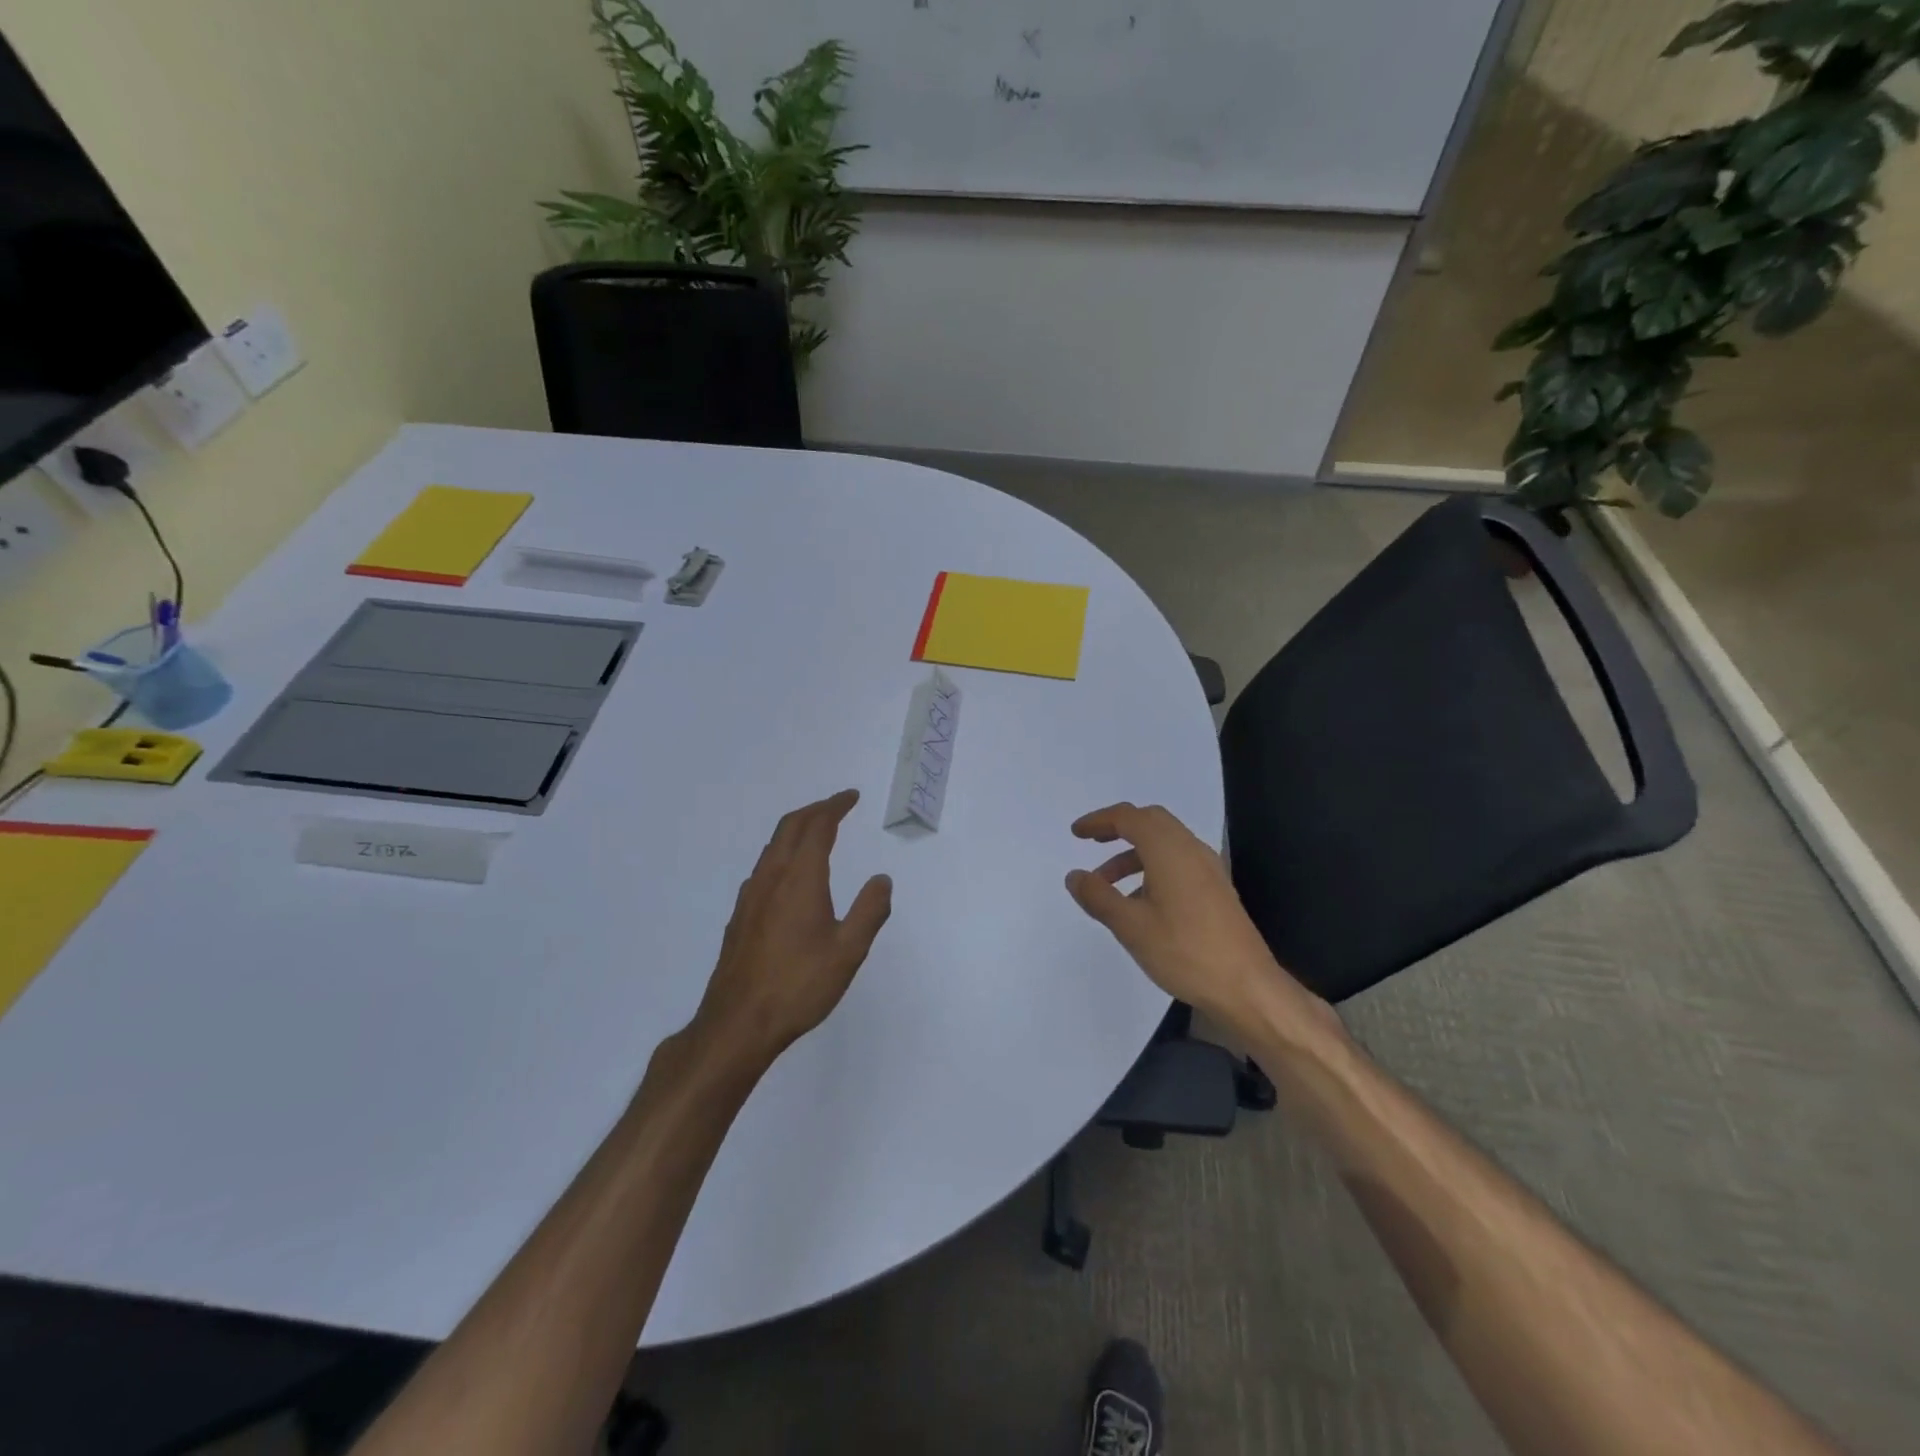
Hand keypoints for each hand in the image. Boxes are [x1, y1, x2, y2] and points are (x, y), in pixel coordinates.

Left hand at [688, 789, 892, 1072]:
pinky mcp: (740, 917)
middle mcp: (771, 878)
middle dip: (815, 810)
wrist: (737, 1023)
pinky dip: (782, 854)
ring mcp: (750, 897)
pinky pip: (763, 868)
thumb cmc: (799, 986)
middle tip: (837, 806)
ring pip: (772, 847)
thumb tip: (881, 879)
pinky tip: (789, 876)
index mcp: (800, 879)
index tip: (851, 797)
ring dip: (796, 830)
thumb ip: (869, 911)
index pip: (818, 827)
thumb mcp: (848, 951)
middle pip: (790, 827)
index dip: (835, 807)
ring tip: (816, 833)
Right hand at [1065, 803, 1334, 1042]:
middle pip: (1150, 821)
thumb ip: (1098, 896)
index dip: (1099, 820)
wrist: (1247, 987)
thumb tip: (1075, 876)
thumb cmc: (1184, 952)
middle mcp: (1191, 850)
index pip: (1129, 817)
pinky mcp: (1216, 889)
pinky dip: (1152, 868)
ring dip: (1134, 853)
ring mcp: (1208, 869)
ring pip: (1165, 843)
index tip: (1076, 833)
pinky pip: (1178, 862)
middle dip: (1119, 828)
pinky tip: (1140, 902)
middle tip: (1093, 843)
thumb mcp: (1130, 926)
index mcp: (1169, 851)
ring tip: (1107, 885)